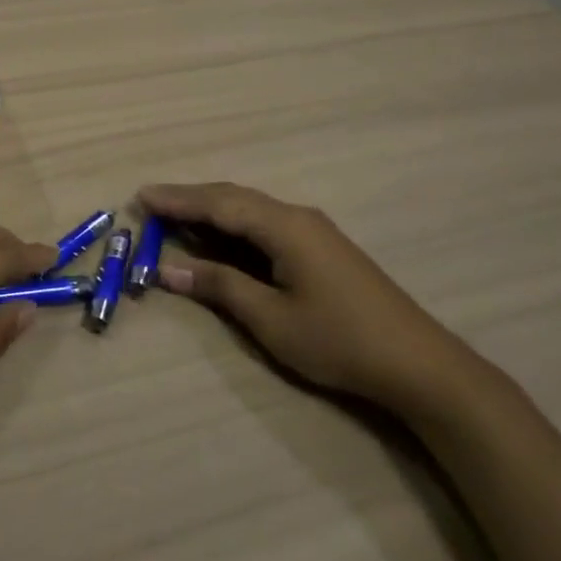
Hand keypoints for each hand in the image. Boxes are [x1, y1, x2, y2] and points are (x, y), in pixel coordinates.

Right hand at [141, 182, 479, 413]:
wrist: (419, 364)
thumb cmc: (339, 341)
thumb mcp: (271, 319)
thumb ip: (220, 286)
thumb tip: (169, 268)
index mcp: (283, 225)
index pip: (218, 203)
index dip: (177, 200)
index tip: (141, 196)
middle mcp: (296, 216)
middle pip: (234, 197)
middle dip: (190, 199)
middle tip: (151, 204)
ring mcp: (313, 230)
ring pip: (251, 208)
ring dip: (212, 209)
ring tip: (176, 216)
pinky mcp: (322, 247)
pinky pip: (266, 222)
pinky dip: (235, 223)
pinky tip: (223, 235)